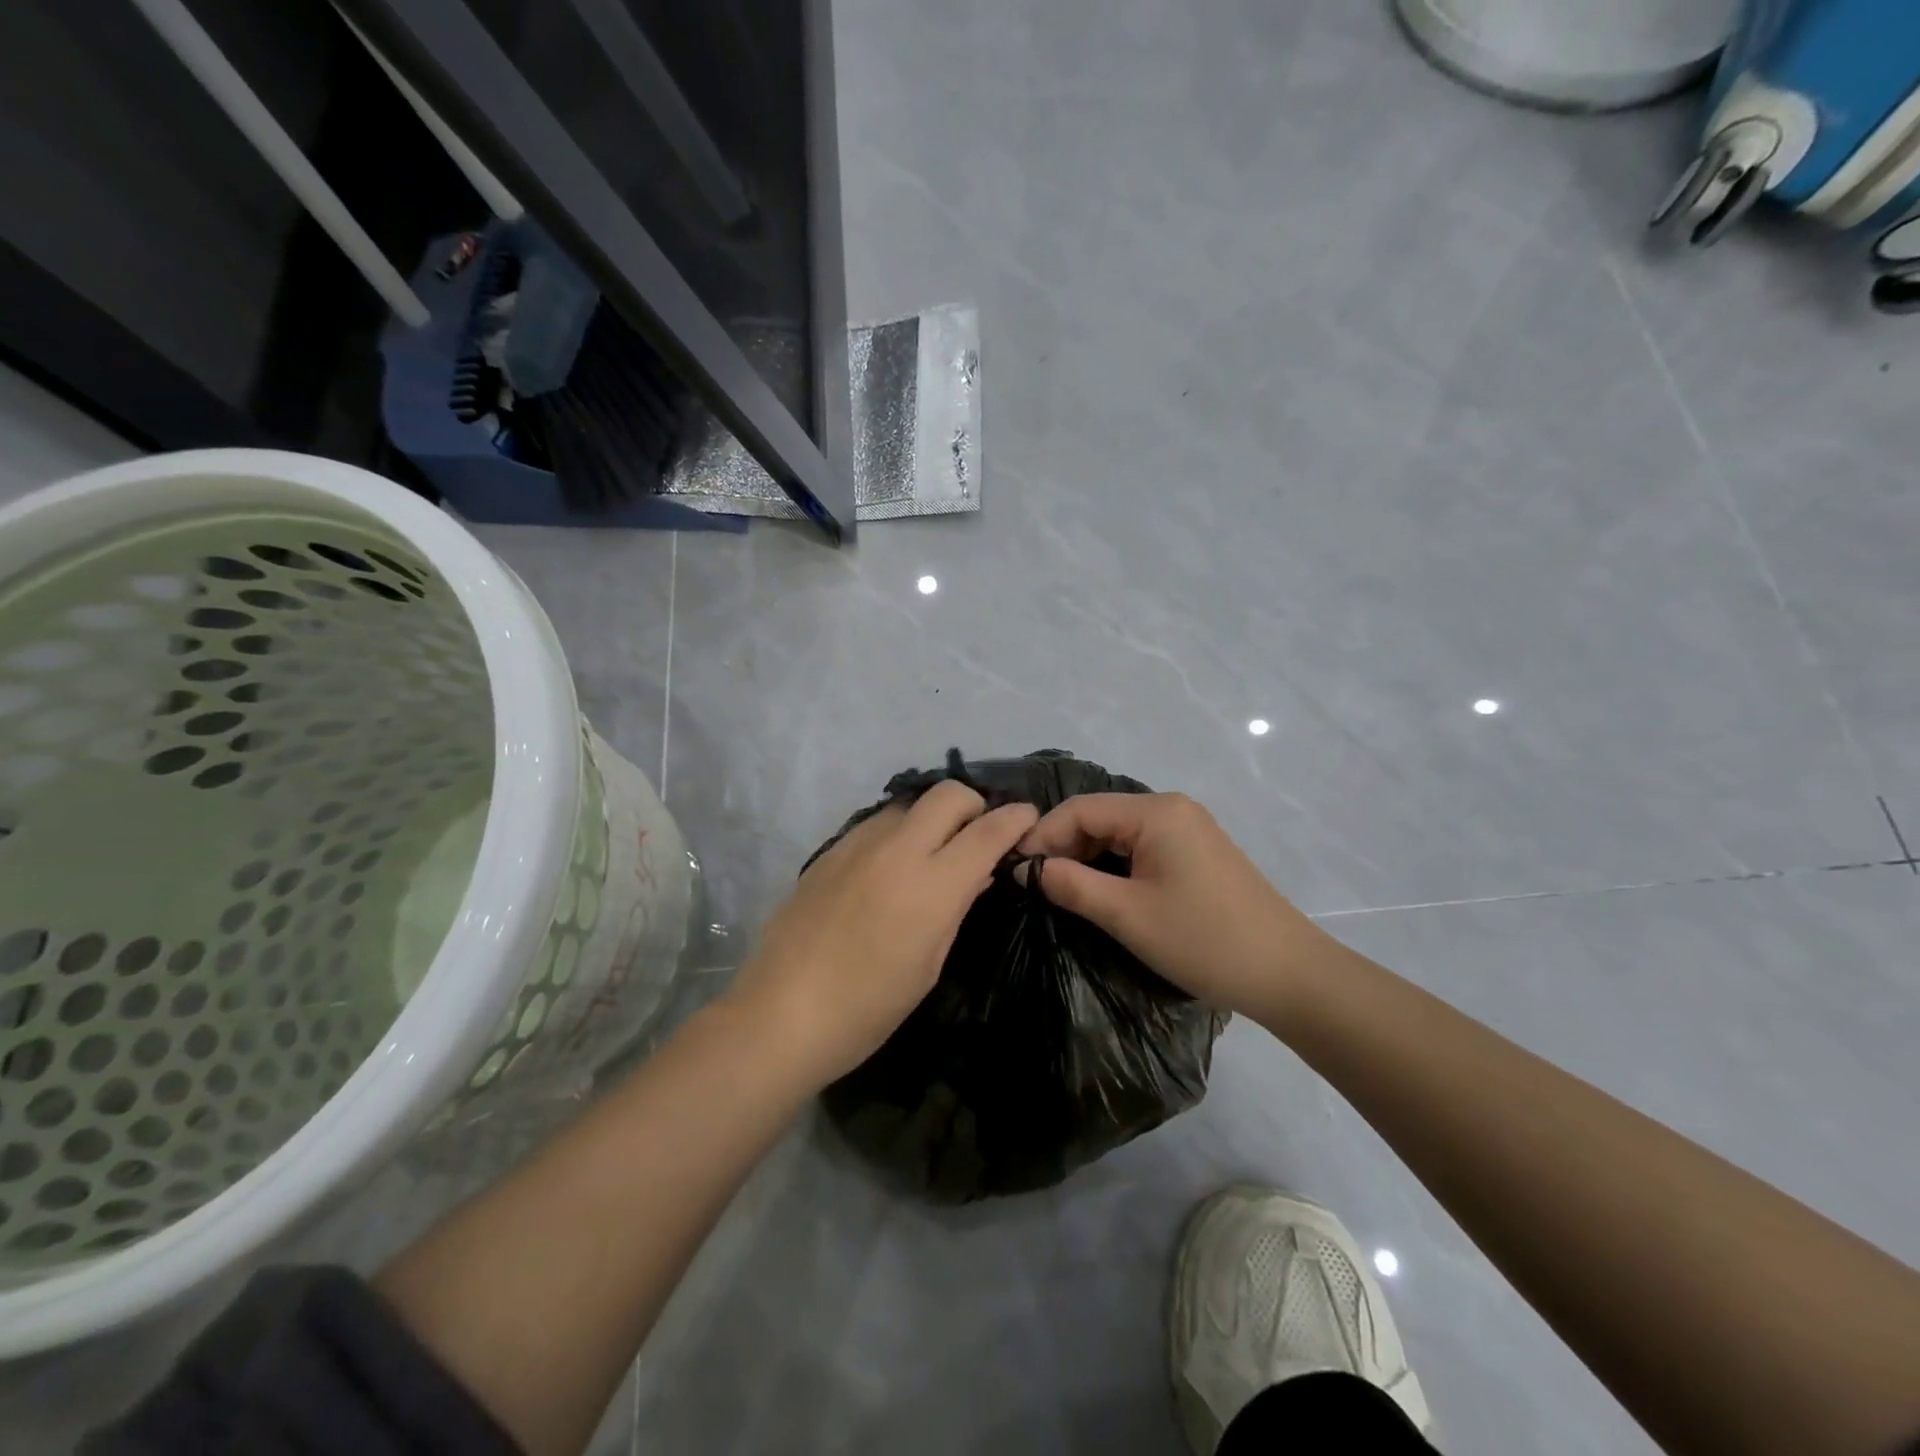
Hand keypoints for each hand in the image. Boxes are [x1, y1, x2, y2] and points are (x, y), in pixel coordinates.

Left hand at [727, 781, 1038, 1089]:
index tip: (1028, 817)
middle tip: (977, 835)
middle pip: (948, 794)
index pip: (987, 832)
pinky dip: (897, 834)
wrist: (782, 1013)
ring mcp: (858, 845)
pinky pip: (876, 824)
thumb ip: (956, 907)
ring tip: (931, 854)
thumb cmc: (869, 1007)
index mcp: (932, 885)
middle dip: (974, 805)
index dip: (1015, 819)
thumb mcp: (929, 963)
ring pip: (909, 805)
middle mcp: (898, 850)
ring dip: (932, 819)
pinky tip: (888, 869)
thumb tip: (977, 874)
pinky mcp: (830, 851)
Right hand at [1017, 793, 1332, 1022]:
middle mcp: (1172, 809)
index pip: (1080, 809)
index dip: (1042, 835)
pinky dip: (1115, 864)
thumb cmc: (1203, 940)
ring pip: (1120, 832)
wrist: (1289, 974)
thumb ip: (1070, 885)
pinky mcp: (1198, 853)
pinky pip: (1142, 846)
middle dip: (1063, 845)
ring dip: (1087, 856)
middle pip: (1100, 816)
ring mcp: (1189, 829)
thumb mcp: (1126, 914)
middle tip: (1034, 884)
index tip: (1014, 870)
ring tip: (1061, 890)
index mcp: (1155, 812)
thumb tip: (1025, 869)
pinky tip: (1101, 890)